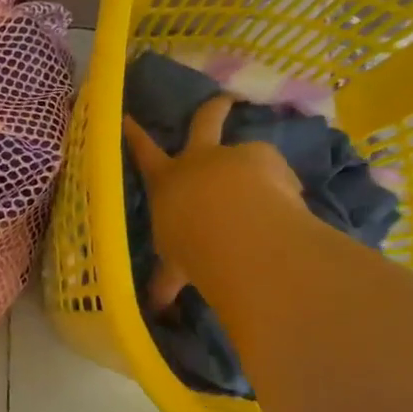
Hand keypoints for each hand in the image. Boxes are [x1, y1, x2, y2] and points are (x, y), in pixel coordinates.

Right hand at [124, 95, 302, 309]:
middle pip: (203, 123)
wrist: (233, 227)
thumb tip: (156, 312)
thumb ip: (169, 282)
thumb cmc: (190, 244)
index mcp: (167, 181)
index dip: (132, 134)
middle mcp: (198, 160)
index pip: (143, 153)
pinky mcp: (268, 160)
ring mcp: (234, 155)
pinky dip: (281, 189)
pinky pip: (276, 174)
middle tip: (223, 99)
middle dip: (211, 110)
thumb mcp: (176, 266)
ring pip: (247, 152)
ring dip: (255, 168)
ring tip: (271, 192)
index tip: (125, 116)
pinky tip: (287, 209)